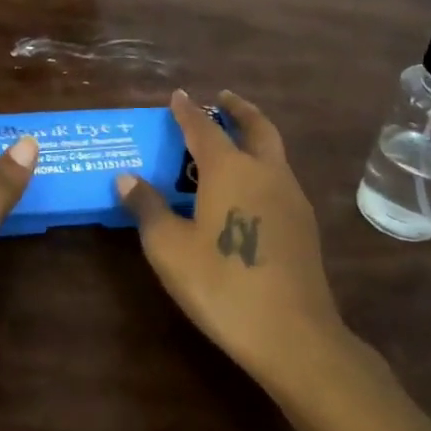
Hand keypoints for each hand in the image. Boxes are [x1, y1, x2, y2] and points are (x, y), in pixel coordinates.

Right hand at [119, 90, 370, 400]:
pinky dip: (263, 166)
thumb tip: (126, 178)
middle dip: (238, 109)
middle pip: (256, 126)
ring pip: (273, 151)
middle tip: (222, 99)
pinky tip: (249, 190)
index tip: (178, 95)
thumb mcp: (169, 248)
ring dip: (253, 136)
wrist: (293, 335)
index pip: (203, 127)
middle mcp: (265, 172)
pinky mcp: (304, 225)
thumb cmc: (222, 284)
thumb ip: (148, 207)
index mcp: (230, 169)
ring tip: (232, 142)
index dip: (188, 110)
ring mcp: (291, 197)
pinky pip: (279, 178)